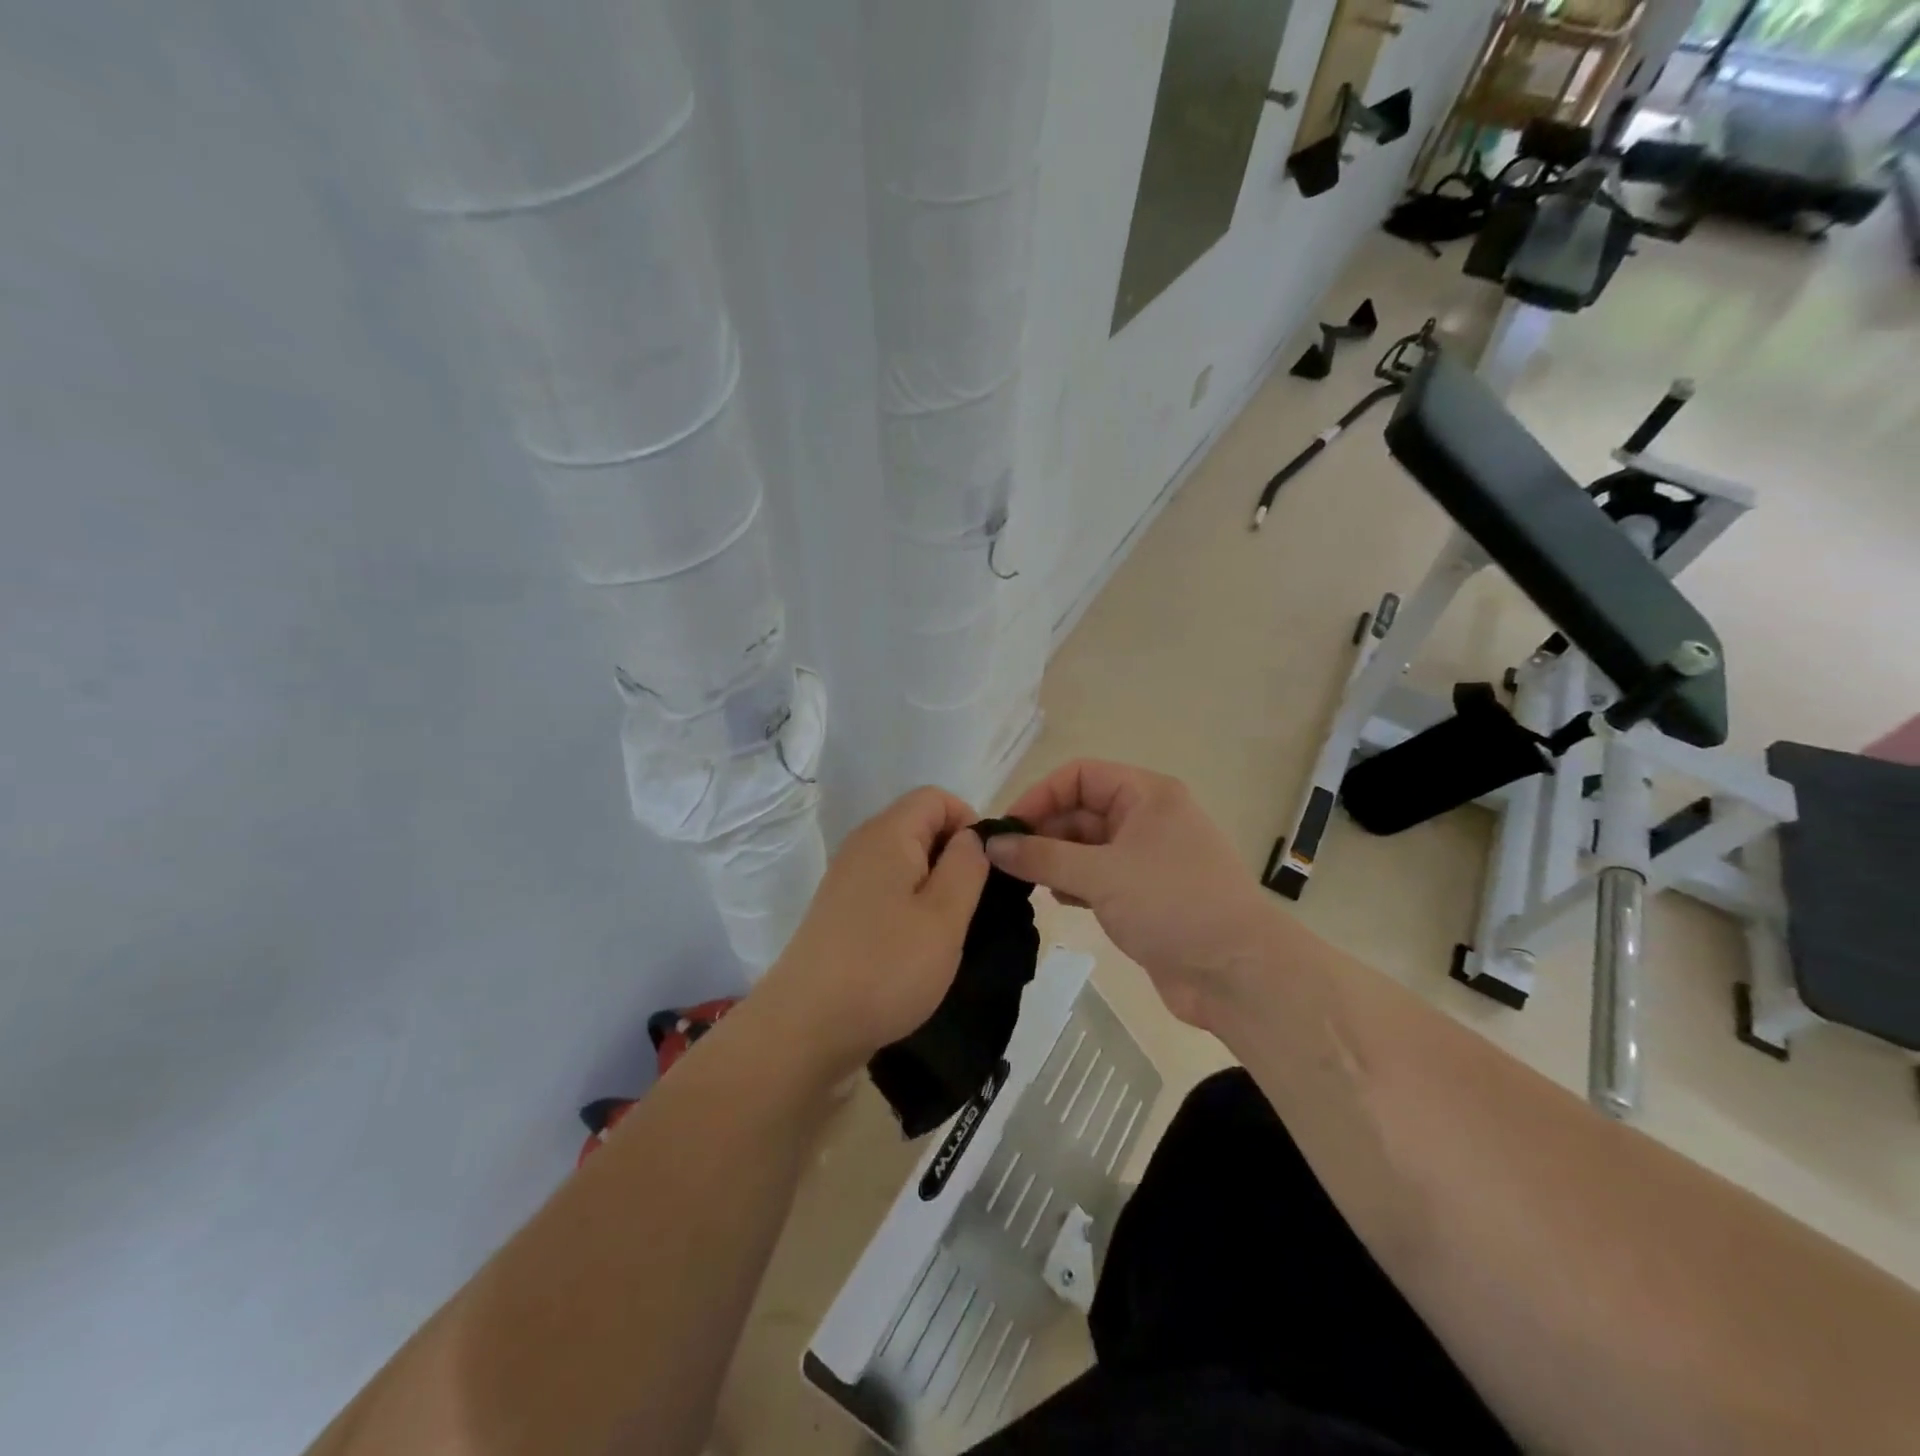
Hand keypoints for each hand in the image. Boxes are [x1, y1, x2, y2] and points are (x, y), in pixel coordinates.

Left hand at [756, 787, 990, 1077]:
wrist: (807, 1026)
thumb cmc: (886, 967)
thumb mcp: (945, 916)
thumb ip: (967, 866)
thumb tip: (971, 838)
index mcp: (888, 834)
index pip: (936, 798)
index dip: (969, 823)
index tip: (985, 871)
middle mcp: (862, 845)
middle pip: (919, 826)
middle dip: (953, 857)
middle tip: (972, 906)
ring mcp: (846, 879)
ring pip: (904, 861)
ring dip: (934, 886)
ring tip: (947, 931)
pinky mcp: (840, 911)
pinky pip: (886, 889)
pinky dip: (909, 905)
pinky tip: (916, 946)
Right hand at [985, 760, 1276, 1029]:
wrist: (1238, 973)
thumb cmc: (1172, 905)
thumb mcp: (1101, 874)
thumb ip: (1042, 856)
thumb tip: (991, 845)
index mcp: (1146, 795)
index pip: (1079, 776)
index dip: (1040, 796)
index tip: (1006, 829)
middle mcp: (1147, 818)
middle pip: (1081, 811)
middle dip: (1044, 832)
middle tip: (1006, 862)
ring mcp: (1148, 858)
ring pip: (1087, 847)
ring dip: (1056, 860)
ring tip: (1025, 883)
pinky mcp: (1146, 895)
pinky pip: (1099, 877)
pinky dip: (1074, 884)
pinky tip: (1057, 901)